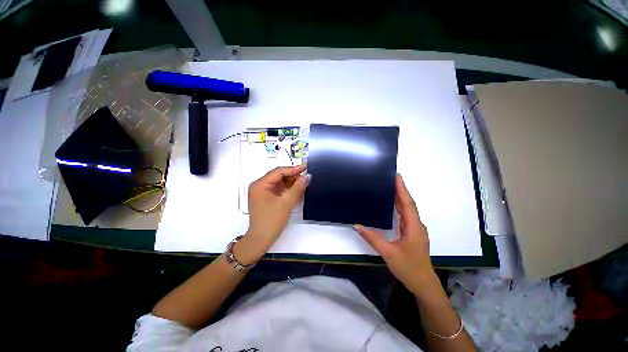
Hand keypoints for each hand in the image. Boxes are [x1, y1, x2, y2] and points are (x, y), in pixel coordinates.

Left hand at [236, 165, 308, 262]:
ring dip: (291, 183)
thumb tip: (307, 177)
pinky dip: (287, 189)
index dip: (293, 169)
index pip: (278, 171)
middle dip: (292, 177)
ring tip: (303, 184)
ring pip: (279, 182)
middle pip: (278, 176)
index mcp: (260, 184)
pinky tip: (297, 190)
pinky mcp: (266, 198)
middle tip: (305, 178)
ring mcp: (262, 192)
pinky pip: (278, 189)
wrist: (261, 239)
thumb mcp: (286, 203)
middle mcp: (259, 185)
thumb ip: (297, 188)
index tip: (305, 167)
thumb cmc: (272, 220)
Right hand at [354, 175, 439, 298]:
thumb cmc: (409, 268)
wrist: (423, 285)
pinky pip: (405, 216)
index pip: (408, 203)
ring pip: (407, 209)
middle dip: (400, 190)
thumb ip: (372, 238)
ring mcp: (415, 229)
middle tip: (389, 178)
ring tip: (389, 187)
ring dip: (400, 197)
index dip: (402, 189)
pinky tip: (392, 204)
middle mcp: (416, 225)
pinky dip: (399, 207)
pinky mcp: (412, 233)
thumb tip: (357, 225)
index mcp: (414, 227)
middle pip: (408, 204)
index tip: (396, 176)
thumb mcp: (389, 253)